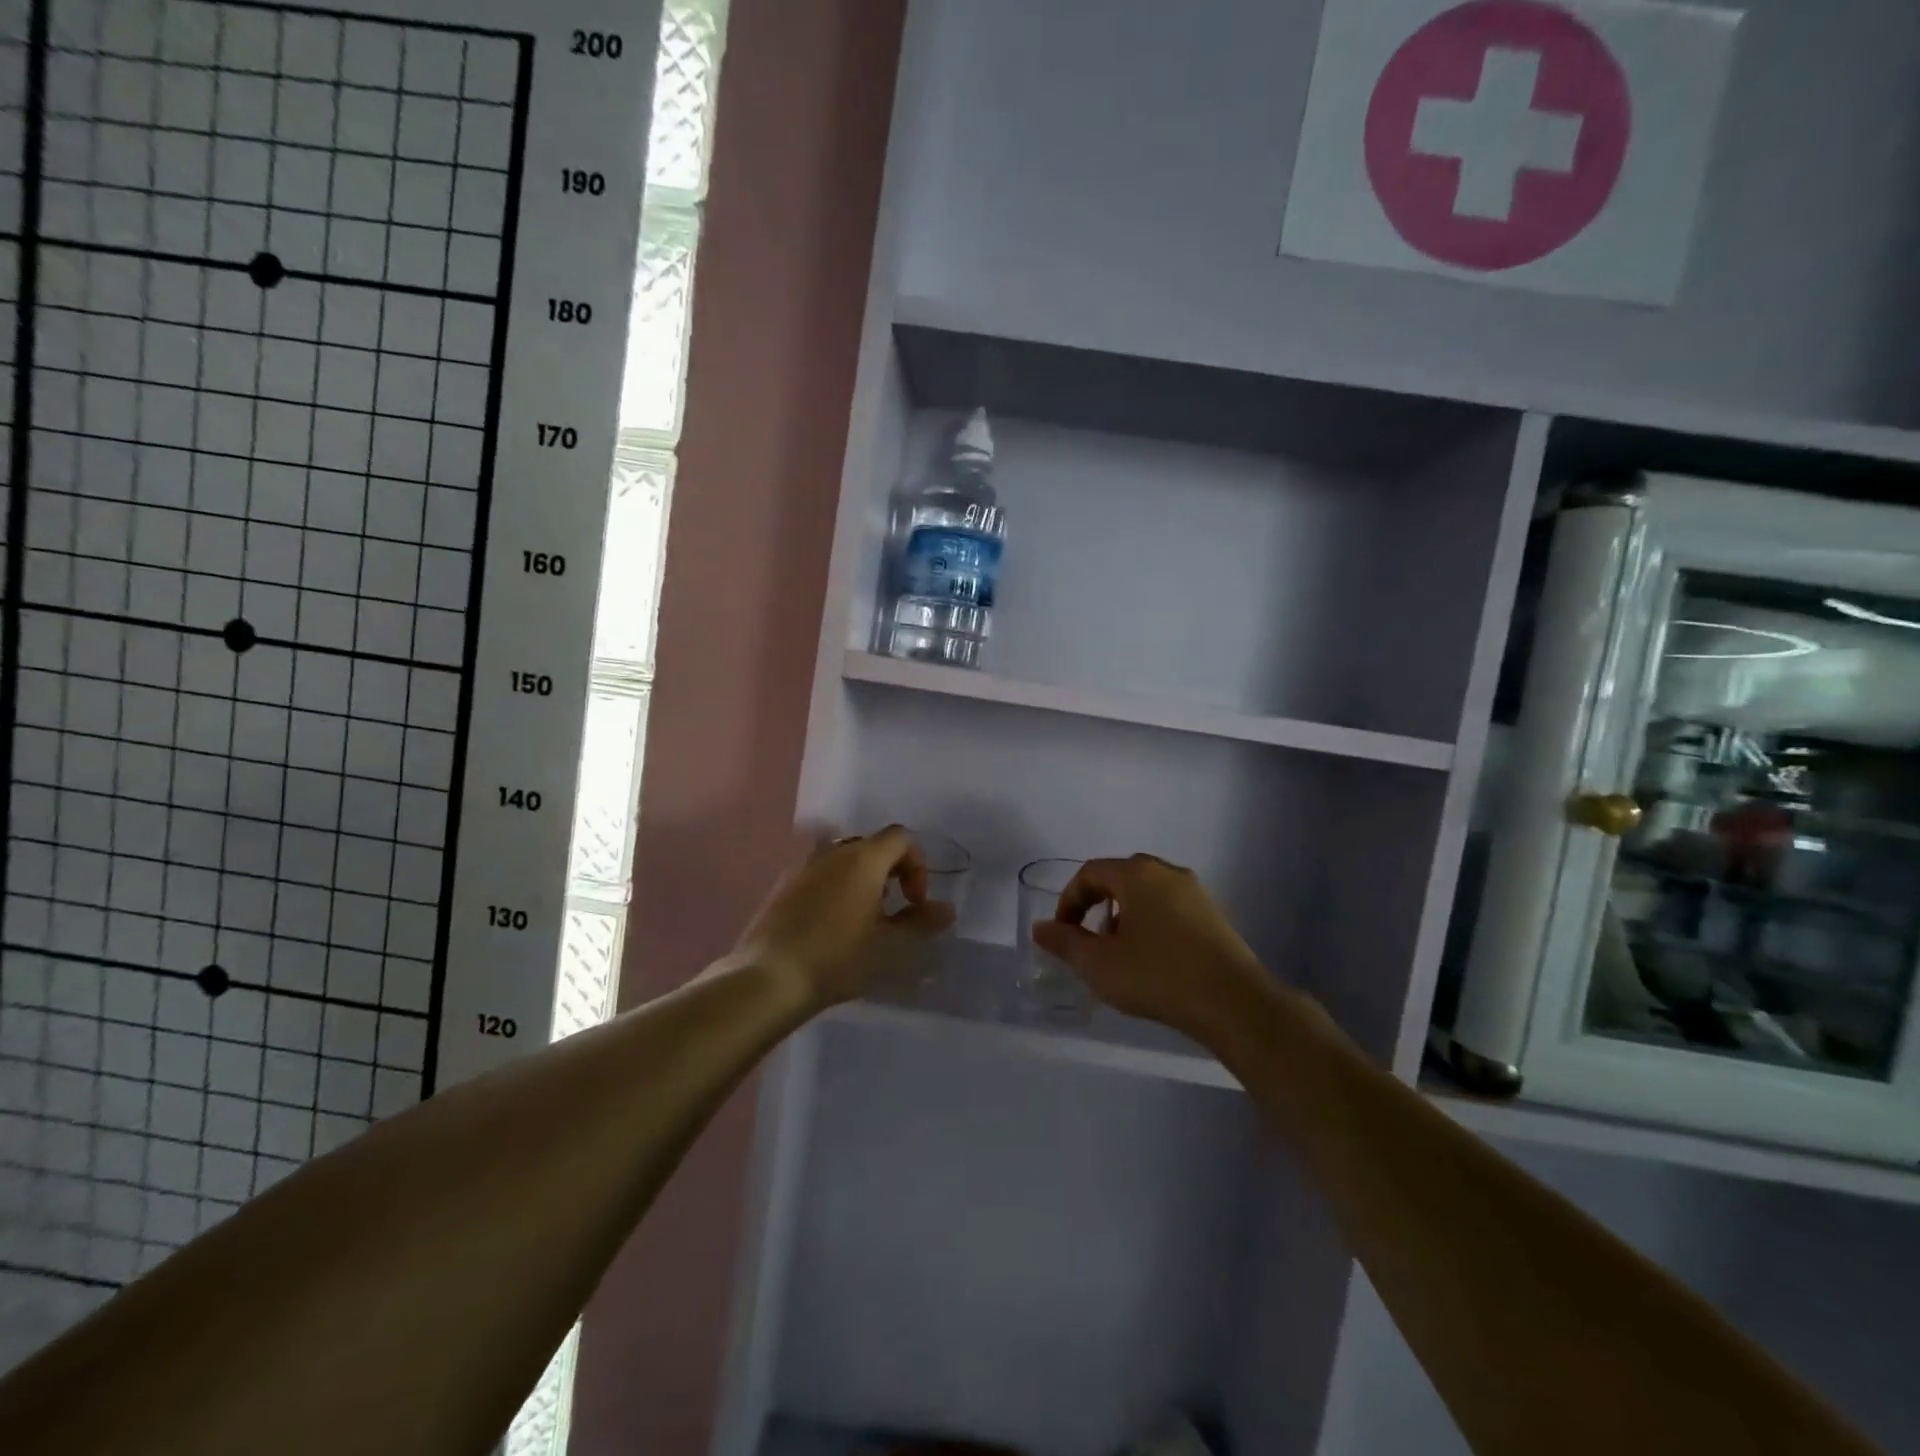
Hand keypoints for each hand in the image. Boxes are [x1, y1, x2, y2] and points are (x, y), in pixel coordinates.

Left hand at [732, 826, 956, 1009]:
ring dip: (861, 880)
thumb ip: (921, 922)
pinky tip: (829, 927)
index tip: (915, 901)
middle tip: (891, 911)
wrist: (768, 978)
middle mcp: (833, 852)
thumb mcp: (890, 945)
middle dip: (890, 872)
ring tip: (861, 920)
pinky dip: (834, 889)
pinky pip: (818, 875)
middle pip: (871, 845)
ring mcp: (803, 866)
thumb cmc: (838, 958)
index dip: (917, 864)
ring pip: (843, 860)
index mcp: (863, 858)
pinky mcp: (782, 886)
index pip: (901, 837)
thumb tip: (946, 908)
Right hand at [1031, 853, 1270, 1040]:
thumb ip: (1065, 942)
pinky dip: (1151, 924)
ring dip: (1125, 915)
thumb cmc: (1157, 976)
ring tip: (1120, 953)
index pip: (1090, 873)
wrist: (1234, 1003)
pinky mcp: (1215, 915)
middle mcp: (1167, 872)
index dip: (1069, 901)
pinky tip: (1153, 959)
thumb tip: (1041, 928)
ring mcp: (1196, 892)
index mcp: (1137, 874)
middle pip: (1120, 877)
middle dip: (1097, 905)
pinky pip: (1171, 908)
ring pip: (1147, 893)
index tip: (1062, 933)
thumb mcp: (1099, 964)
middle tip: (1089, 939)